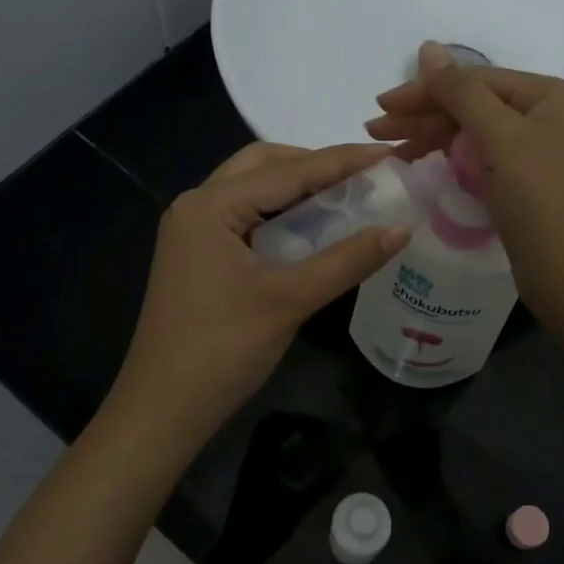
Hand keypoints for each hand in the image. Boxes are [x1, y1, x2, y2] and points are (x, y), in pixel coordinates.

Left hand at [105, 142, 410, 458]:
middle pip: (263, 164)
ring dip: (296, 187)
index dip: (343, 160)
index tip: (390, 153)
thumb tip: (402, 228)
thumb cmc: (222, 350)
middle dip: (314, 164)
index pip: (288, 170)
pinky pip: (244, 216)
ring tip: (346, 195)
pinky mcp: (197, 254)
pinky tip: (311, 227)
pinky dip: (279, 213)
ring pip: (252, 189)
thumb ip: (348, 259)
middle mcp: (196, 205)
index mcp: (211, 205)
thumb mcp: (290, 300)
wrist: (162, 411)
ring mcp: (192, 230)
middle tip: (363, 176)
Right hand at [366, 43, 563, 326]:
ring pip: (474, 133)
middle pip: (474, 105)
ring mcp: (538, 151)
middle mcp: (548, 116)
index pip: (476, 79)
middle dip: (424, 115)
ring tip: (388, 150)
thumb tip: (427, 47)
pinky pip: (481, 159)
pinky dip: (450, 159)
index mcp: (550, 95)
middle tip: (375, 130)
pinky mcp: (526, 183)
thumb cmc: (540, 200)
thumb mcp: (500, 137)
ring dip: (431, 137)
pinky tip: (421, 163)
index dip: (425, 90)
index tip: (380, 105)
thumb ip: (460, 91)